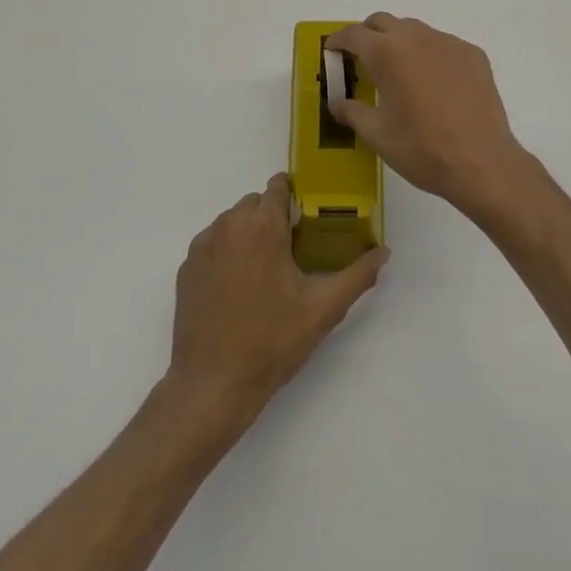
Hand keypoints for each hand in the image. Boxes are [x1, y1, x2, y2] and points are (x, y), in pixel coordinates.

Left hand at [168, 173, 386, 431]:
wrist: (213, 384)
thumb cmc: (272, 341)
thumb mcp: (324, 309)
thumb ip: (358, 274)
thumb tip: (384, 251)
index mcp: (263, 226)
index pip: (278, 186)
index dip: (294, 196)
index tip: (307, 217)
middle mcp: (230, 224)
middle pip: (255, 203)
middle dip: (273, 218)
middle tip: (291, 251)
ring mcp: (203, 245)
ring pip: (232, 222)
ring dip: (249, 234)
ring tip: (265, 272)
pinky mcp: (187, 267)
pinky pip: (213, 243)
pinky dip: (227, 253)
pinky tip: (238, 287)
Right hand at [324, 14, 550, 218]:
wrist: (481, 162)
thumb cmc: (421, 148)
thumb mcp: (377, 134)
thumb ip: (352, 112)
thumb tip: (336, 103)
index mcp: (386, 53)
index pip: (353, 34)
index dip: (338, 41)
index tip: (332, 51)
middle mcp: (416, 38)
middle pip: (383, 22)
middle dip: (368, 35)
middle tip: (362, 59)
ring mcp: (448, 43)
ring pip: (415, 30)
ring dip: (399, 42)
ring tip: (399, 72)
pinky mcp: (472, 54)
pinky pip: (442, 44)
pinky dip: (429, 54)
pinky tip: (433, 84)